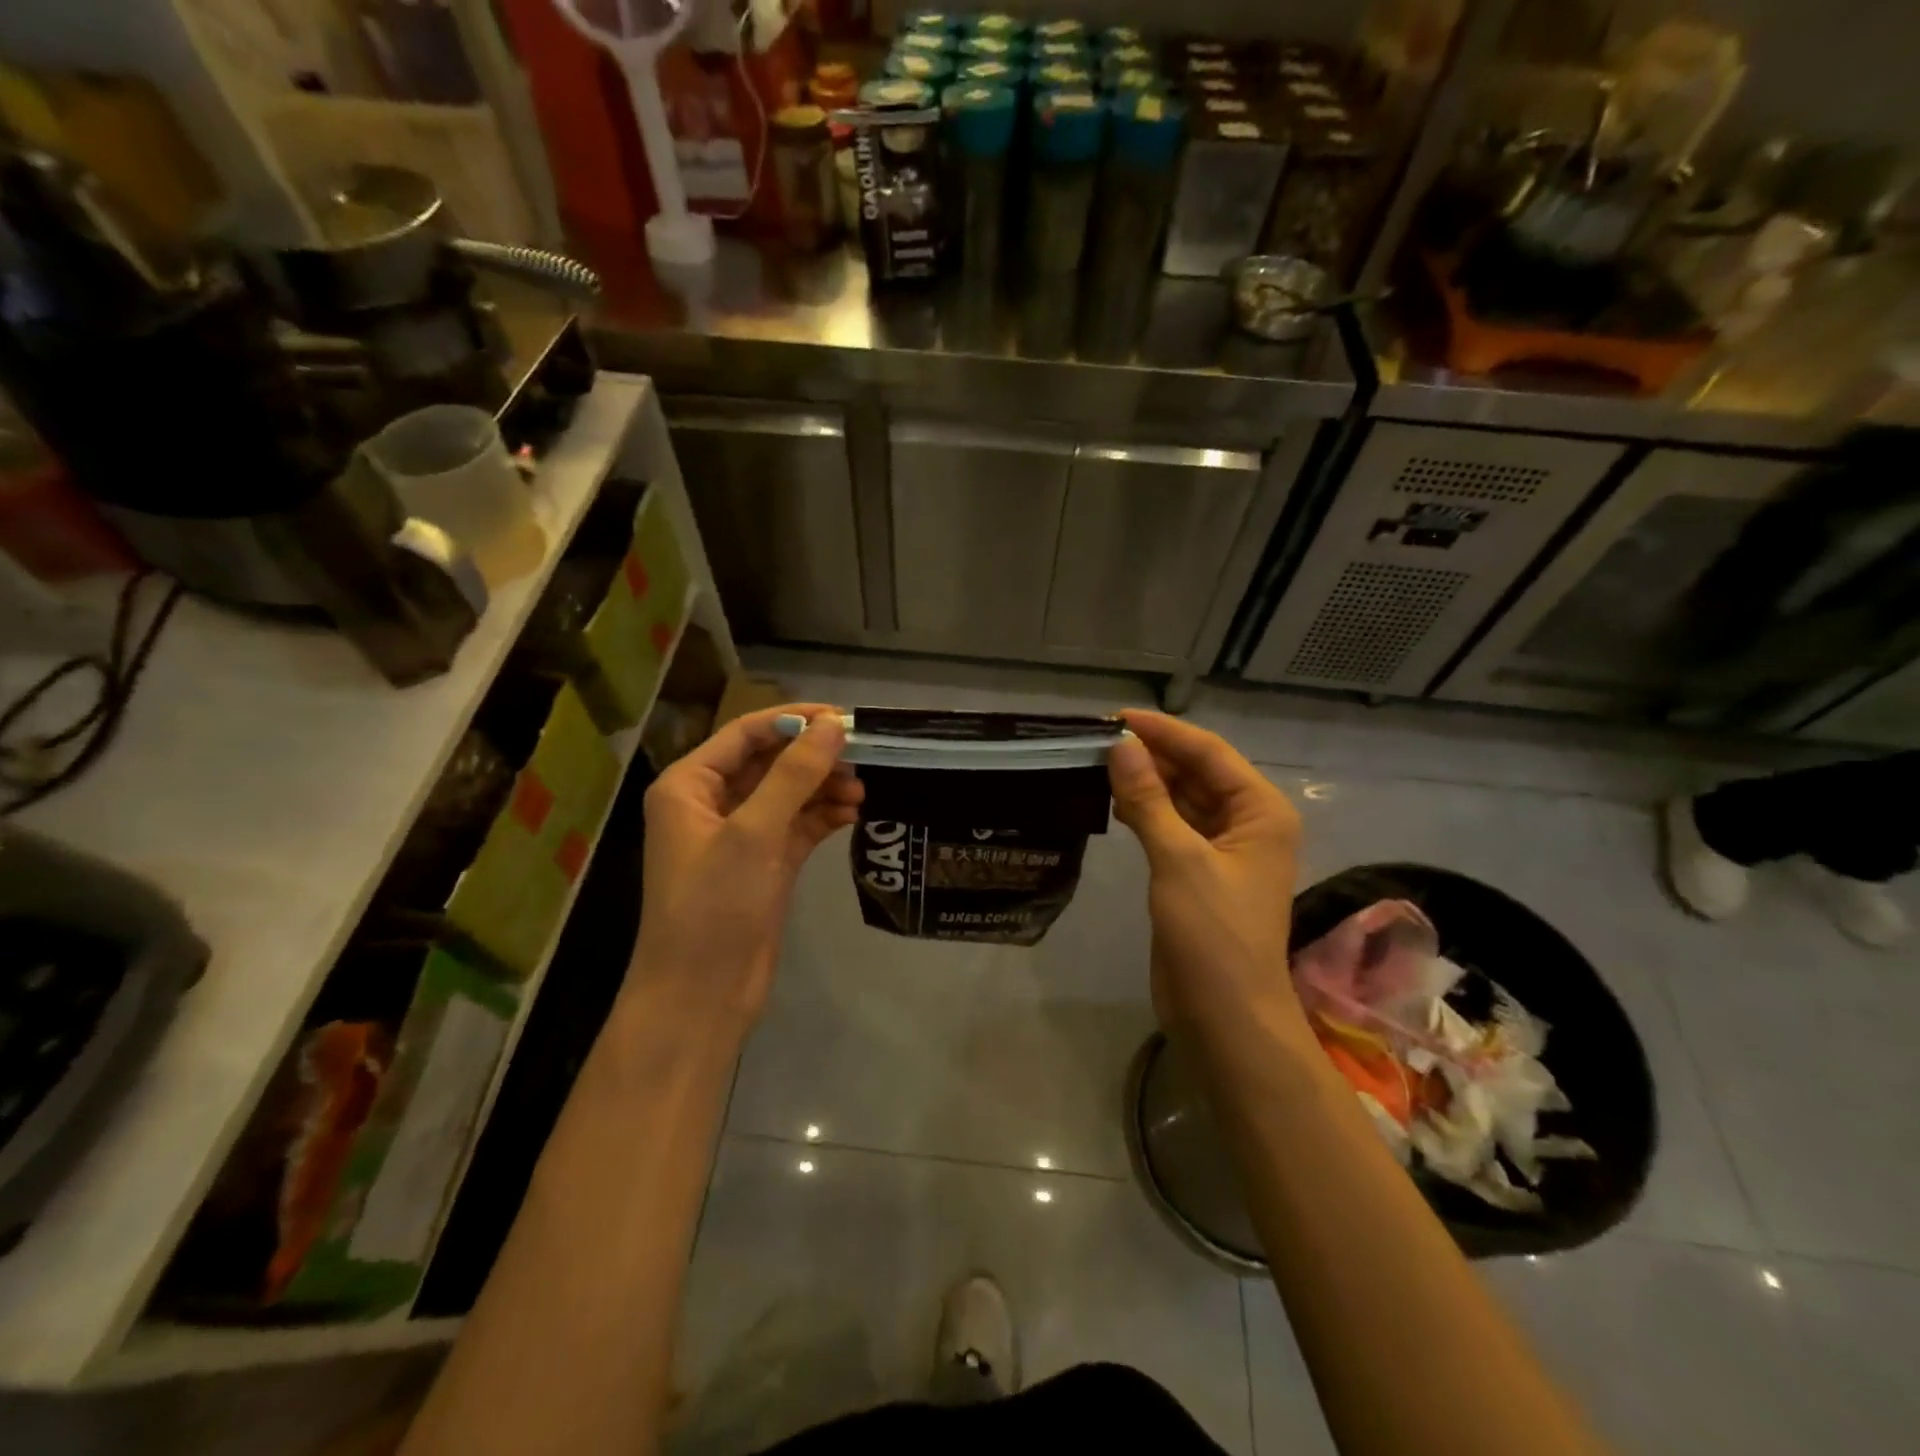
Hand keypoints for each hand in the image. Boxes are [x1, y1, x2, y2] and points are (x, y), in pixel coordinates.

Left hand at [631, 704, 860, 1027]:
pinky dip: (823, 817)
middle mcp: (712, 803)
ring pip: (788, 794)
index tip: (845, 718)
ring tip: (862, 790)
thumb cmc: (713, 906)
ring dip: (824, 788)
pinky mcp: (764, 863)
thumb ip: (795, 775)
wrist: (700, 996)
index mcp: (690, 785)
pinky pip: (798, 825)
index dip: (794, 721)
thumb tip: (834, 726)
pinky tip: (854, 815)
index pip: (746, 734)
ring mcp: (740, 835)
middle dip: (814, 758)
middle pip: (770, 762)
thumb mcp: (754, 833)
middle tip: (864, 755)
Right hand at [1108, 710, 1305, 1035]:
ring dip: (1146, 783)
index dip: (1163, 731)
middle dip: (1152, 755)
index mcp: (1260, 811)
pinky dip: (1145, 813)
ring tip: (1098, 766)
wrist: (1225, 1016)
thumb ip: (1149, 799)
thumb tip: (1121, 745)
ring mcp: (1223, 849)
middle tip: (1098, 741)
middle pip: (1197, 773)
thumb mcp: (1179, 859)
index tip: (1115, 716)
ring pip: (1182, 799)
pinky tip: (1113, 803)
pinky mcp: (1198, 873)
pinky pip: (1172, 827)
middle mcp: (1247, 822)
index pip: (1209, 753)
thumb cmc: (1212, 934)